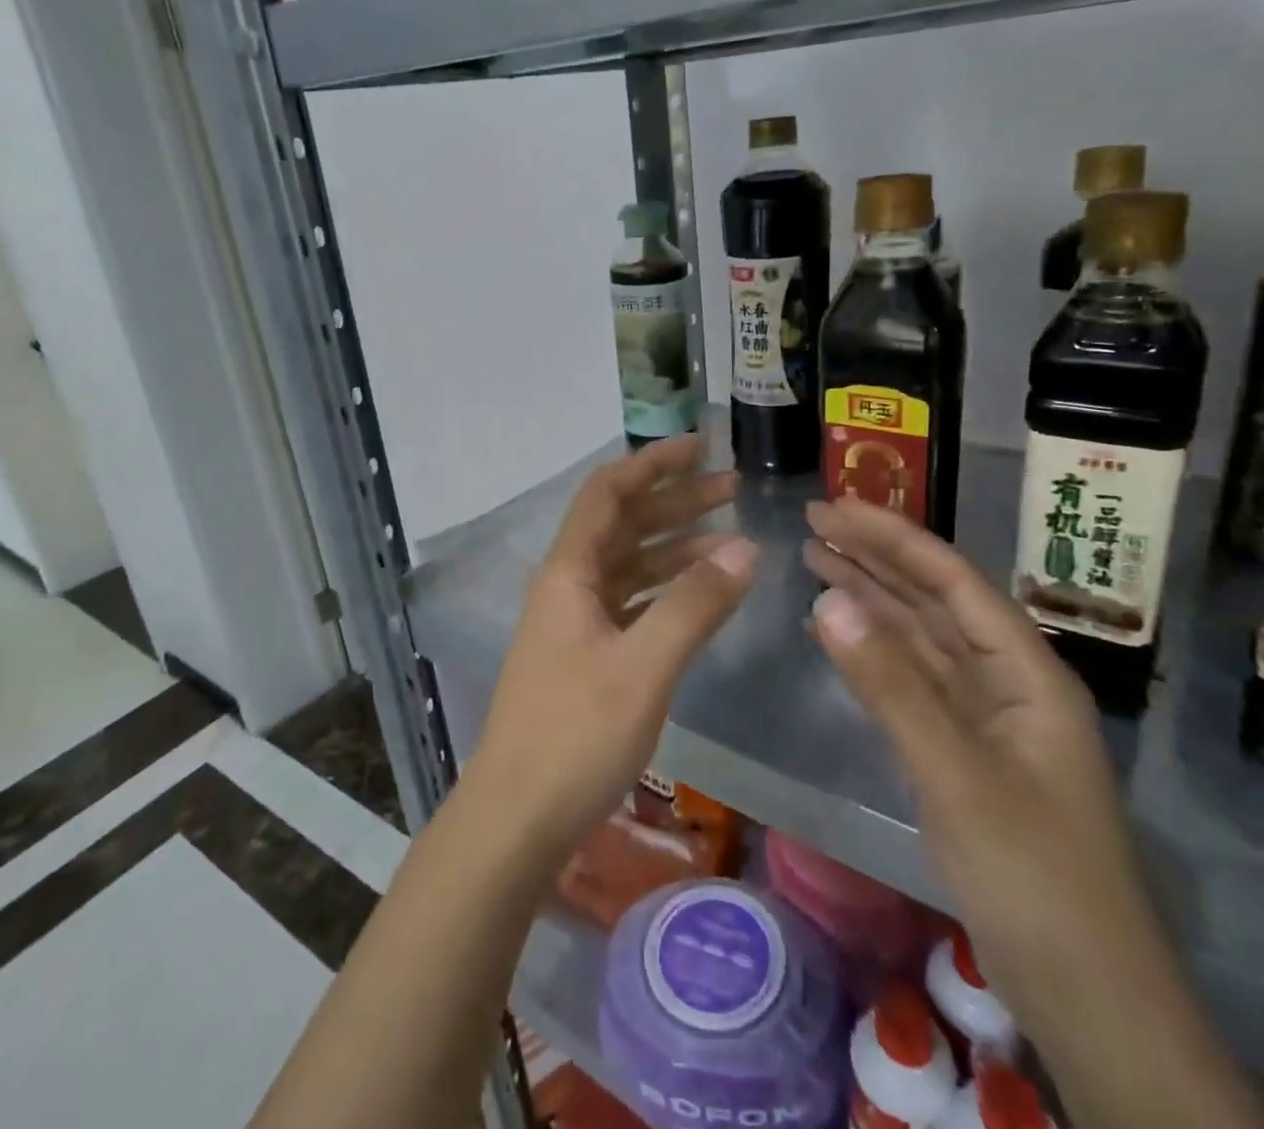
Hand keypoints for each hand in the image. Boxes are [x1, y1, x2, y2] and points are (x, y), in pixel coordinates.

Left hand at [468, 434, 757, 861]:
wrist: (517, 818)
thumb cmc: (575, 736)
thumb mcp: (643, 667)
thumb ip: (694, 605)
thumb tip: (746, 548)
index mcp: (569, 573)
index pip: (608, 493)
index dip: (651, 463)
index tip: (699, 446)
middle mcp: (567, 585)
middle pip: (623, 523)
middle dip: (674, 500)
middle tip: (731, 486)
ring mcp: (574, 621)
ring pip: (630, 563)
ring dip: (675, 545)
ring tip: (731, 538)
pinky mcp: (585, 654)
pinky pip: (631, 602)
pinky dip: (666, 589)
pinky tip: (701, 593)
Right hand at [803, 497, 1156, 1019]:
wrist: (1087, 995)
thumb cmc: (1033, 877)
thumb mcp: (956, 774)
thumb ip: (889, 684)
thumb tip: (826, 599)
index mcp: (1025, 671)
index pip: (951, 581)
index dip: (892, 538)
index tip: (835, 508)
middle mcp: (1006, 680)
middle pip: (933, 600)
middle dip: (875, 557)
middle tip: (814, 522)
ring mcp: (984, 717)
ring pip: (918, 638)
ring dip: (870, 597)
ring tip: (815, 559)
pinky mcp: (962, 749)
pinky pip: (910, 680)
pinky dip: (871, 651)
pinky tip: (836, 633)